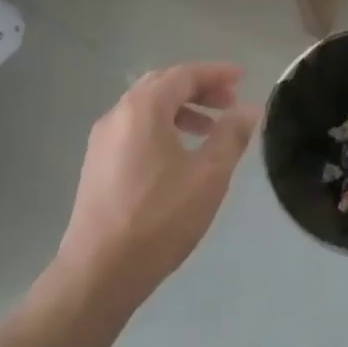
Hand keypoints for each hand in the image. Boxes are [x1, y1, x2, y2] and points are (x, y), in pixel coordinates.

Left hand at [55, 63, 259, 306]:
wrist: (99, 272)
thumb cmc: (159, 218)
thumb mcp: (208, 175)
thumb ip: (231, 135)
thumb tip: (250, 109)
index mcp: (143, 109)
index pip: (184, 75)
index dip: (216, 73)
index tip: (243, 77)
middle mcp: (118, 115)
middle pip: (162, 85)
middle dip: (198, 88)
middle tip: (229, 102)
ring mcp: (102, 141)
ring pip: (146, 108)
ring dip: (180, 109)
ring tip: (210, 130)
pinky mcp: (97, 165)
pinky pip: (134, 129)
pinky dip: (162, 127)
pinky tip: (179, 155)